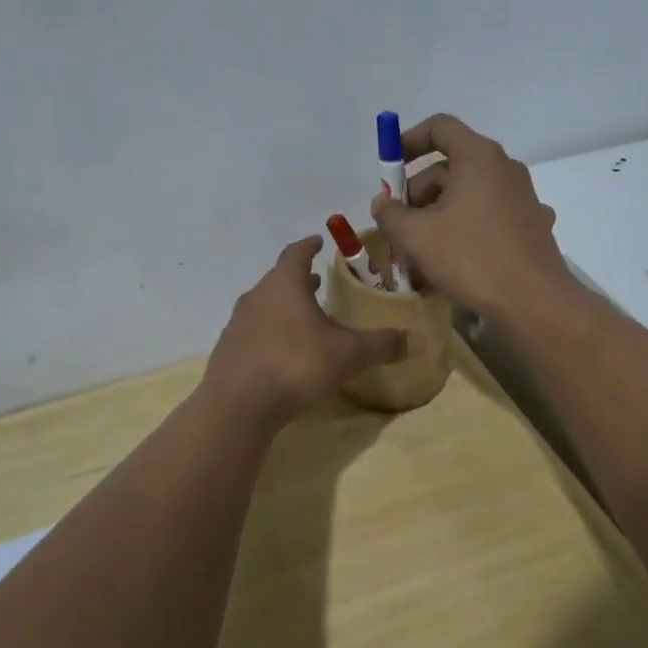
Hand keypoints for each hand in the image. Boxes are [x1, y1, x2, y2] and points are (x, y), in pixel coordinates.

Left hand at [203, 237, 407, 425]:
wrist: (237, 406)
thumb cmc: (295, 364)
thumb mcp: (347, 355)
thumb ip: (381, 344)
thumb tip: (418, 339)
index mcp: (284, 284)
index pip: (296, 253)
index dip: (309, 246)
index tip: (319, 242)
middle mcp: (257, 296)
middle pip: (279, 279)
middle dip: (299, 279)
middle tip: (318, 281)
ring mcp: (237, 324)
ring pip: (265, 305)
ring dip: (284, 306)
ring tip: (304, 316)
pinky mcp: (228, 351)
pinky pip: (254, 332)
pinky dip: (271, 332)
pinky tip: (284, 351)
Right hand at [370, 114, 573, 318]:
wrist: (534, 302)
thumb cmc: (471, 258)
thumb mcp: (416, 236)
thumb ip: (390, 213)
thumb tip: (382, 203)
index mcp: (478, 157)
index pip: (440, 127)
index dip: (408, 141)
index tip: (389, 168)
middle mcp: (504, 168)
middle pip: (451, 166)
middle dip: (418, 193)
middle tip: (398, 225)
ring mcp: (522, 197)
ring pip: (469, 194)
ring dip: (438, 214)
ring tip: (419, 251)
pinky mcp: (532, 225)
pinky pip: (489, 216)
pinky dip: (466, 228)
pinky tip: (455, 260)